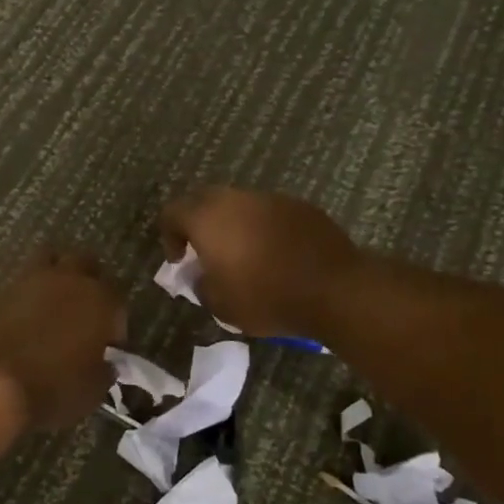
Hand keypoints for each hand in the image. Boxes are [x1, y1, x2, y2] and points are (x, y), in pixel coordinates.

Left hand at [0, 251, 125, 429]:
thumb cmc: (51, 388)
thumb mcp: (91, 392)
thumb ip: (103, 371)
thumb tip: (105, 364)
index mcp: (100, 299)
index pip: (118, 299)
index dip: (116, 322)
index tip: (109, 345)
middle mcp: (68, 279)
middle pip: (85, 263)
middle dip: (89, 282)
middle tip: (84, 312)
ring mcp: (30, 279)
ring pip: (50, 260)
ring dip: (55, 277)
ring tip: (52, 306)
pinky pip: (20, 282)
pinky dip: (26, 294)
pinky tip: (24, 318)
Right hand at [159, 188, 363, 339]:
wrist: (334, 289)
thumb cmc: (268, 297)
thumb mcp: (221, 305)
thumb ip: (201, 285)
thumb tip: (201, 275)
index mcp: (208, 219)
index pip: (172, 212)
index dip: (169, 235)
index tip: (180, 260)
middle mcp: (235, 199)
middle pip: (203, 200)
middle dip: (198, 223)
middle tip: (205, 251)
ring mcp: (269, 198)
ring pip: (239, 204)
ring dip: (232, 223)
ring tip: (243, 254)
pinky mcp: (298, 205)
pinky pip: (268, 211)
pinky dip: (262, 227)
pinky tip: (275, 253)